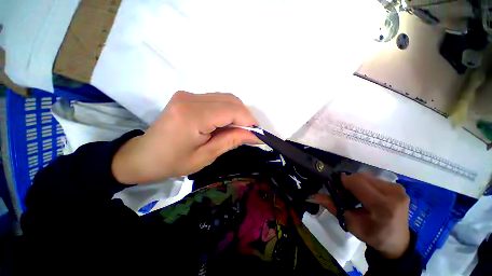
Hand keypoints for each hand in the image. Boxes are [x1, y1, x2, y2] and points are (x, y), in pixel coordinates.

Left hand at [111, 91, 258, 183]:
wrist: (144, 156)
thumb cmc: (173, 162)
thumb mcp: (206, 156)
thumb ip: (232, 141)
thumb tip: (255, 135)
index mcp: (192, 115)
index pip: (231, 110)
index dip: (248, 120)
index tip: (258, 133)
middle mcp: (190, 98)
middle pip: (230, 100)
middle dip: (244, 116)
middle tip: (248, 133)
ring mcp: (188, 95)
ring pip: (225, 98)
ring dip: (236, 113)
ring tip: (237, 129)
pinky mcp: (188, 97)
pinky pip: (216, 99)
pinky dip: (227, 110)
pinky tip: (225, 123)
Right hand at [311, 173, 410, 258]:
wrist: (397, 242)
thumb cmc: (372, 235)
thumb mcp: (350, 223)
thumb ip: (331, 206)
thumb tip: (310, 196)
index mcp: (382, 206)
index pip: (356, 181)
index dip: (342, 183)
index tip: (338, 192)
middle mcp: (393, 193)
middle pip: (360, 177)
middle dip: (349, 184)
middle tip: (346, 196)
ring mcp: (398, 189)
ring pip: (366, 176)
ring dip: (357, 183)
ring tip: (358, 196)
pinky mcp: (398, 187)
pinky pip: (374, 179)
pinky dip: (366, 184)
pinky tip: (367, 195)